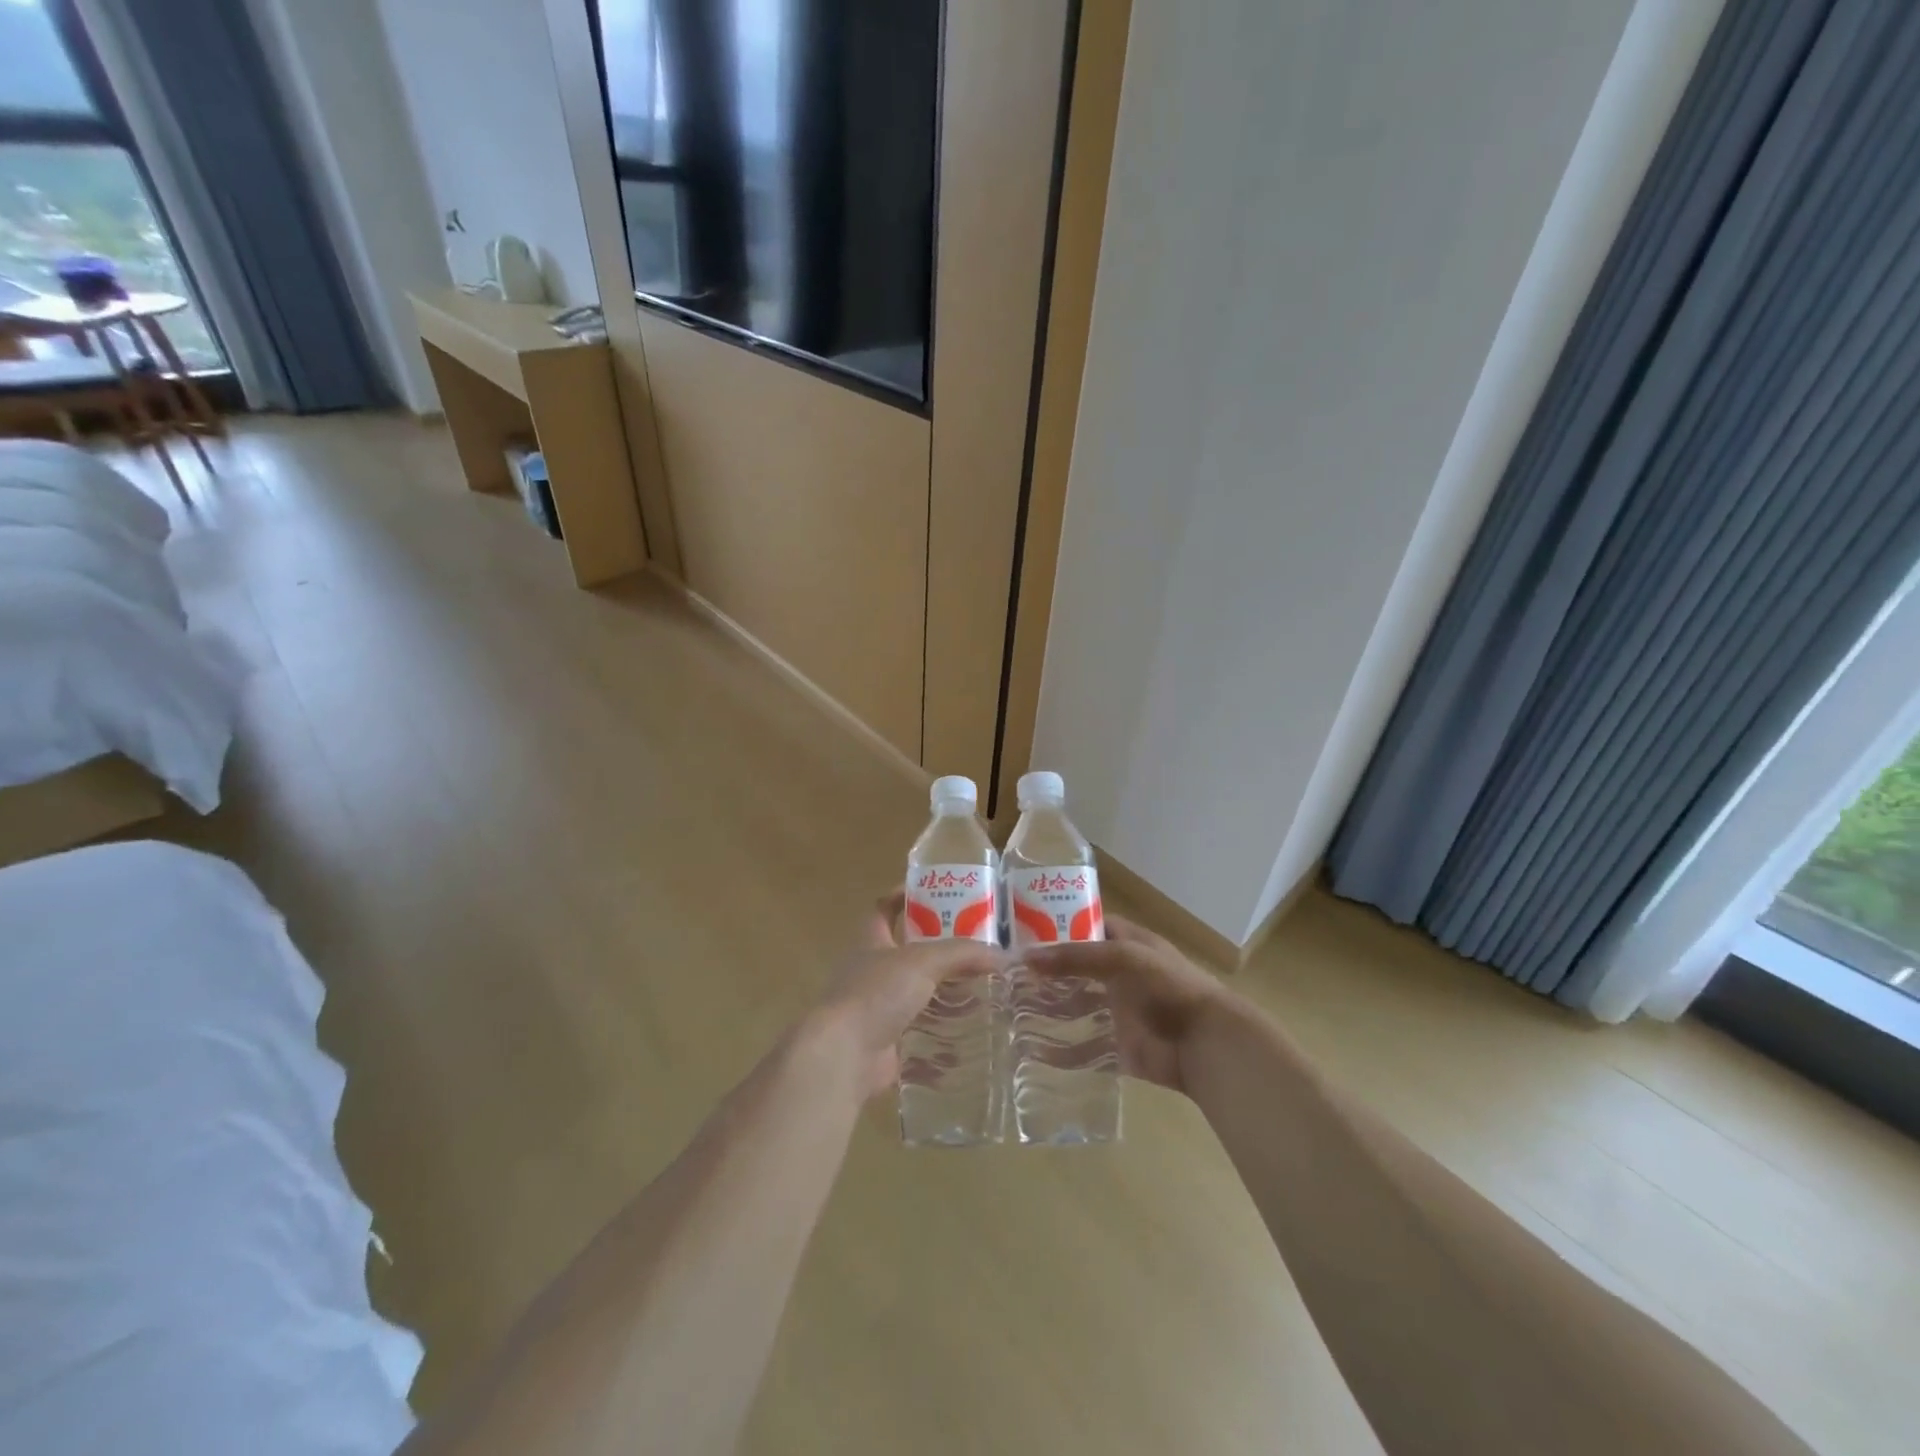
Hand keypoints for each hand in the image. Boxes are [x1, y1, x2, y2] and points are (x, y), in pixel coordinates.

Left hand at [804, 891, 1004, 1100]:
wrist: (845, 1053)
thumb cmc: (877, 992)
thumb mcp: (923, 961)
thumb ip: (961, 954)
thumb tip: (1002, 955)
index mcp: (871, 942)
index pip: (883, 908)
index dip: (903, 896)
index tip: (933, 892)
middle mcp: (870, 972)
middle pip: (905, 954)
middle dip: (937, 951)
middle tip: (974, 948)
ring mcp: (876, 1009)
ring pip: (915, 995)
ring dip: (943, 994)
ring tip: (981, 991)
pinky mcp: (886, 1043)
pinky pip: (919, 1035)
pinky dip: (942, 1036)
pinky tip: (969, 1035)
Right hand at [1022, 914, 1227, 1095]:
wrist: (1206, 1043)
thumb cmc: (1168, 987)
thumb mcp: (1122, 957)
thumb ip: (1075, 957)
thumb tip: (1026, 957)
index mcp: (1127, 944)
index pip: (1087, 927)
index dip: (1057, 928)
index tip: (1022, 934)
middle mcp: (1120, 975)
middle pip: (1076, 970)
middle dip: (1046, 974)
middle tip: (1005, 977)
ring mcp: (1118, 1013)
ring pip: (1075, 1008)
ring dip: (1048, 1010)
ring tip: (1009, 1012)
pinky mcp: (1118, 1048)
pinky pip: (1083, 1049)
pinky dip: (1061, 1052)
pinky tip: (1032, 1051)